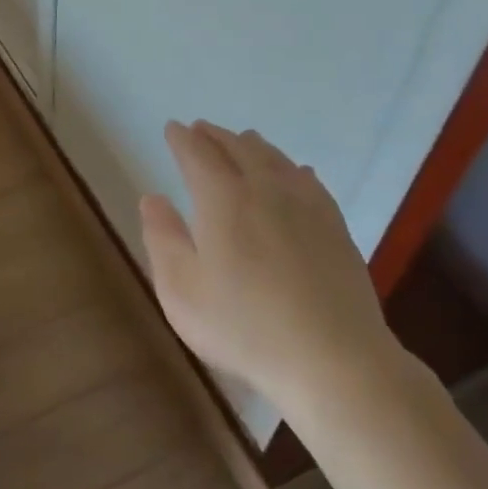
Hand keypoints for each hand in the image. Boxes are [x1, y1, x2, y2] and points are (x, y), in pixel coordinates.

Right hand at [139, 121, 401, 425]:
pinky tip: (296, 172)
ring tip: (242, 139)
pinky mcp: (335, 226)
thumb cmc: (243, 327)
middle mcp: (264, 189)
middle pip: (237, 148)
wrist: (332, 359)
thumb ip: (162, 238)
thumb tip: (152, 198)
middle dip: (215, 136)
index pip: (197, 154)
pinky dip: (292, 168)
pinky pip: (309, 181)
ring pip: (275, 159)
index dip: (182, 139)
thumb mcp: (181, 290)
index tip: (172, 129)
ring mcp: (306, 205)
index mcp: (222, 199)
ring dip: (252, 145)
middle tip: (200, 129)